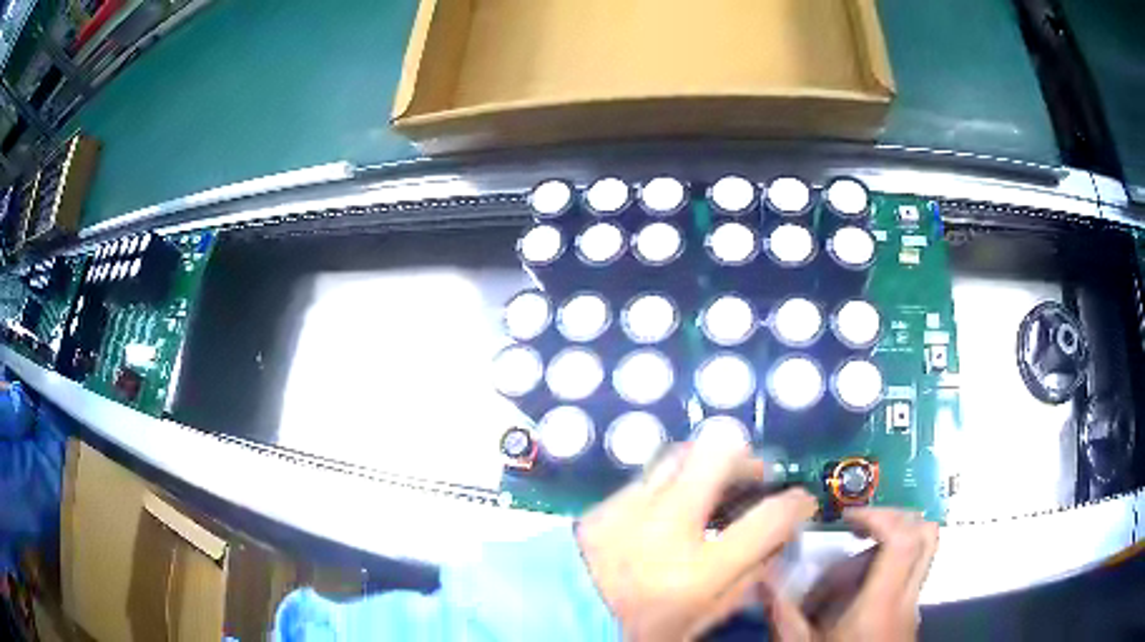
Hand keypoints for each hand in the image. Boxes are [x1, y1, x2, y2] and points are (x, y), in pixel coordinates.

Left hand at [576, 432, 817, 640]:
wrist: (553, 618)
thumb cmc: (632, 630)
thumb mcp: (696, 624)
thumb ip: (741, 586)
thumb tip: (774, 549)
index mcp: (699, 569)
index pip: (769, 519)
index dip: (797, 504)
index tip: (801, 502)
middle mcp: (670, 524)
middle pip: (721, 452)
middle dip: (747, 459)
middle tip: (752, 479)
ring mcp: (634, 505)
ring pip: (683, 451)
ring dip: (708, 461)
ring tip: (713, 484)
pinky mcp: (608, 499)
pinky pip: (651, 471)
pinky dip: (673, 476)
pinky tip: (673, 500)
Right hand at [763, 509, 938, 641]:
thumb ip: (783, 614)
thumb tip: (762, 578)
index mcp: (880, 605)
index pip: (903, 540)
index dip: (880, 515)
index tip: (849, 518)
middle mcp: (906, 599)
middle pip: (927, 535)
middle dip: (896, 517)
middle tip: (861, 525)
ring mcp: (913, 607)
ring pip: (921, 553)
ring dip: (892, 544)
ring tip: (853, 564)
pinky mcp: (911, 616)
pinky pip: (910, 576)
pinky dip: (889, 570)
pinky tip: (856, 596)